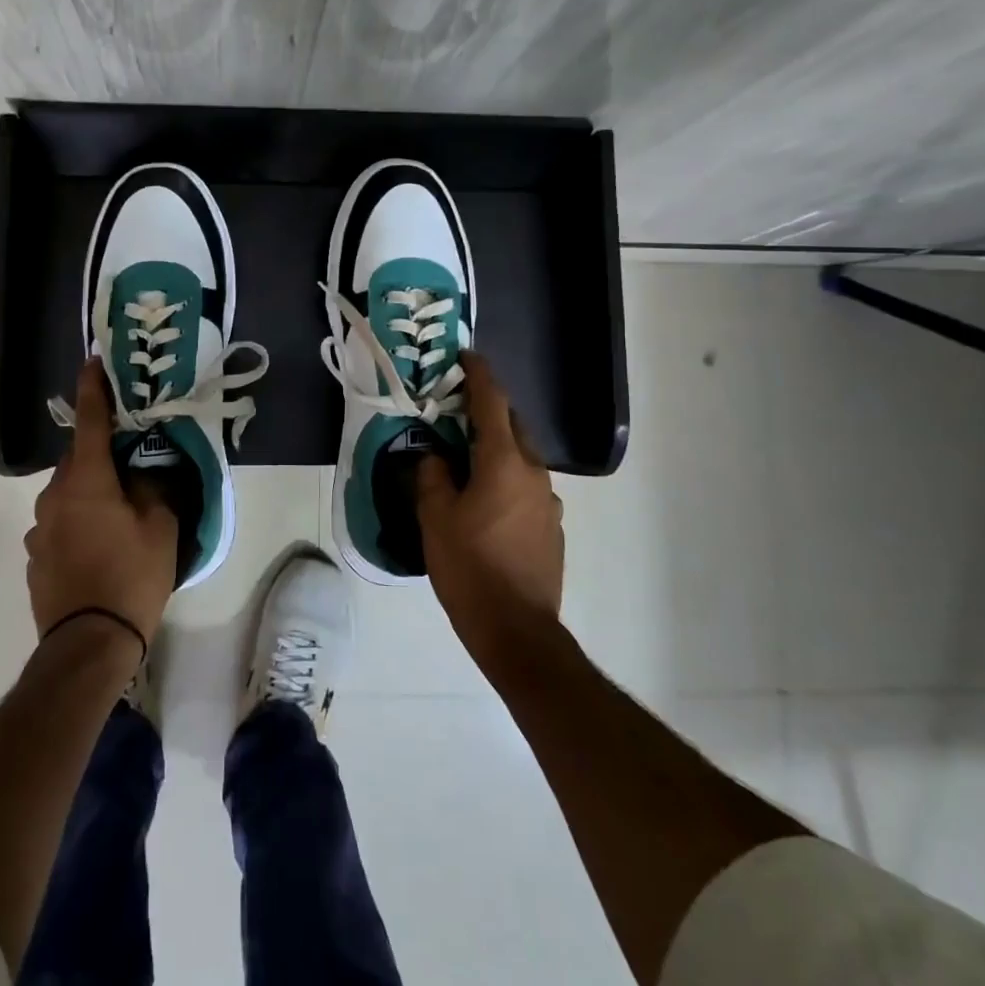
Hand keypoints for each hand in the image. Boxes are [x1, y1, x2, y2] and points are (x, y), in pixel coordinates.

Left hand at [25, 359, 177, 653]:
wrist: (88, 644)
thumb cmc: (131, 576)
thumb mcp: (159, 527)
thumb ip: (153, 487)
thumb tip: (143, 471)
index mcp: (86, 481)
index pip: (90, 422)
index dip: (94, 389)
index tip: (93, 362)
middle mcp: (54, 496)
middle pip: (78, 460)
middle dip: (101, 454)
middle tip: (130, 462)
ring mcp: (39, 529)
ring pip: (68, 494)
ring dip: (90, 492)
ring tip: (119, 514)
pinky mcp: (35, 557)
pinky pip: (60, 524)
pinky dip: (78, 522)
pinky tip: (99, 548)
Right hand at [415, 352, 564, 669]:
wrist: (517, 630)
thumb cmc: (470, 566)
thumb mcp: (435, 517)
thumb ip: (433, 476)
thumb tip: (435, 456)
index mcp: (504, 461)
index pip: (492, 402)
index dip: (479, 374)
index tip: (467, 355)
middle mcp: (534, 472)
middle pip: (512, 427)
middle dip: (487, 412)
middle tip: (456, 412)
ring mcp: (548, 501)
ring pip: (520, 459)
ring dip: (496, 449)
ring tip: (466, 461)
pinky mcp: (552, 528)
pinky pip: (526, 487)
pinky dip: (506, 479)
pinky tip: (485, 503)